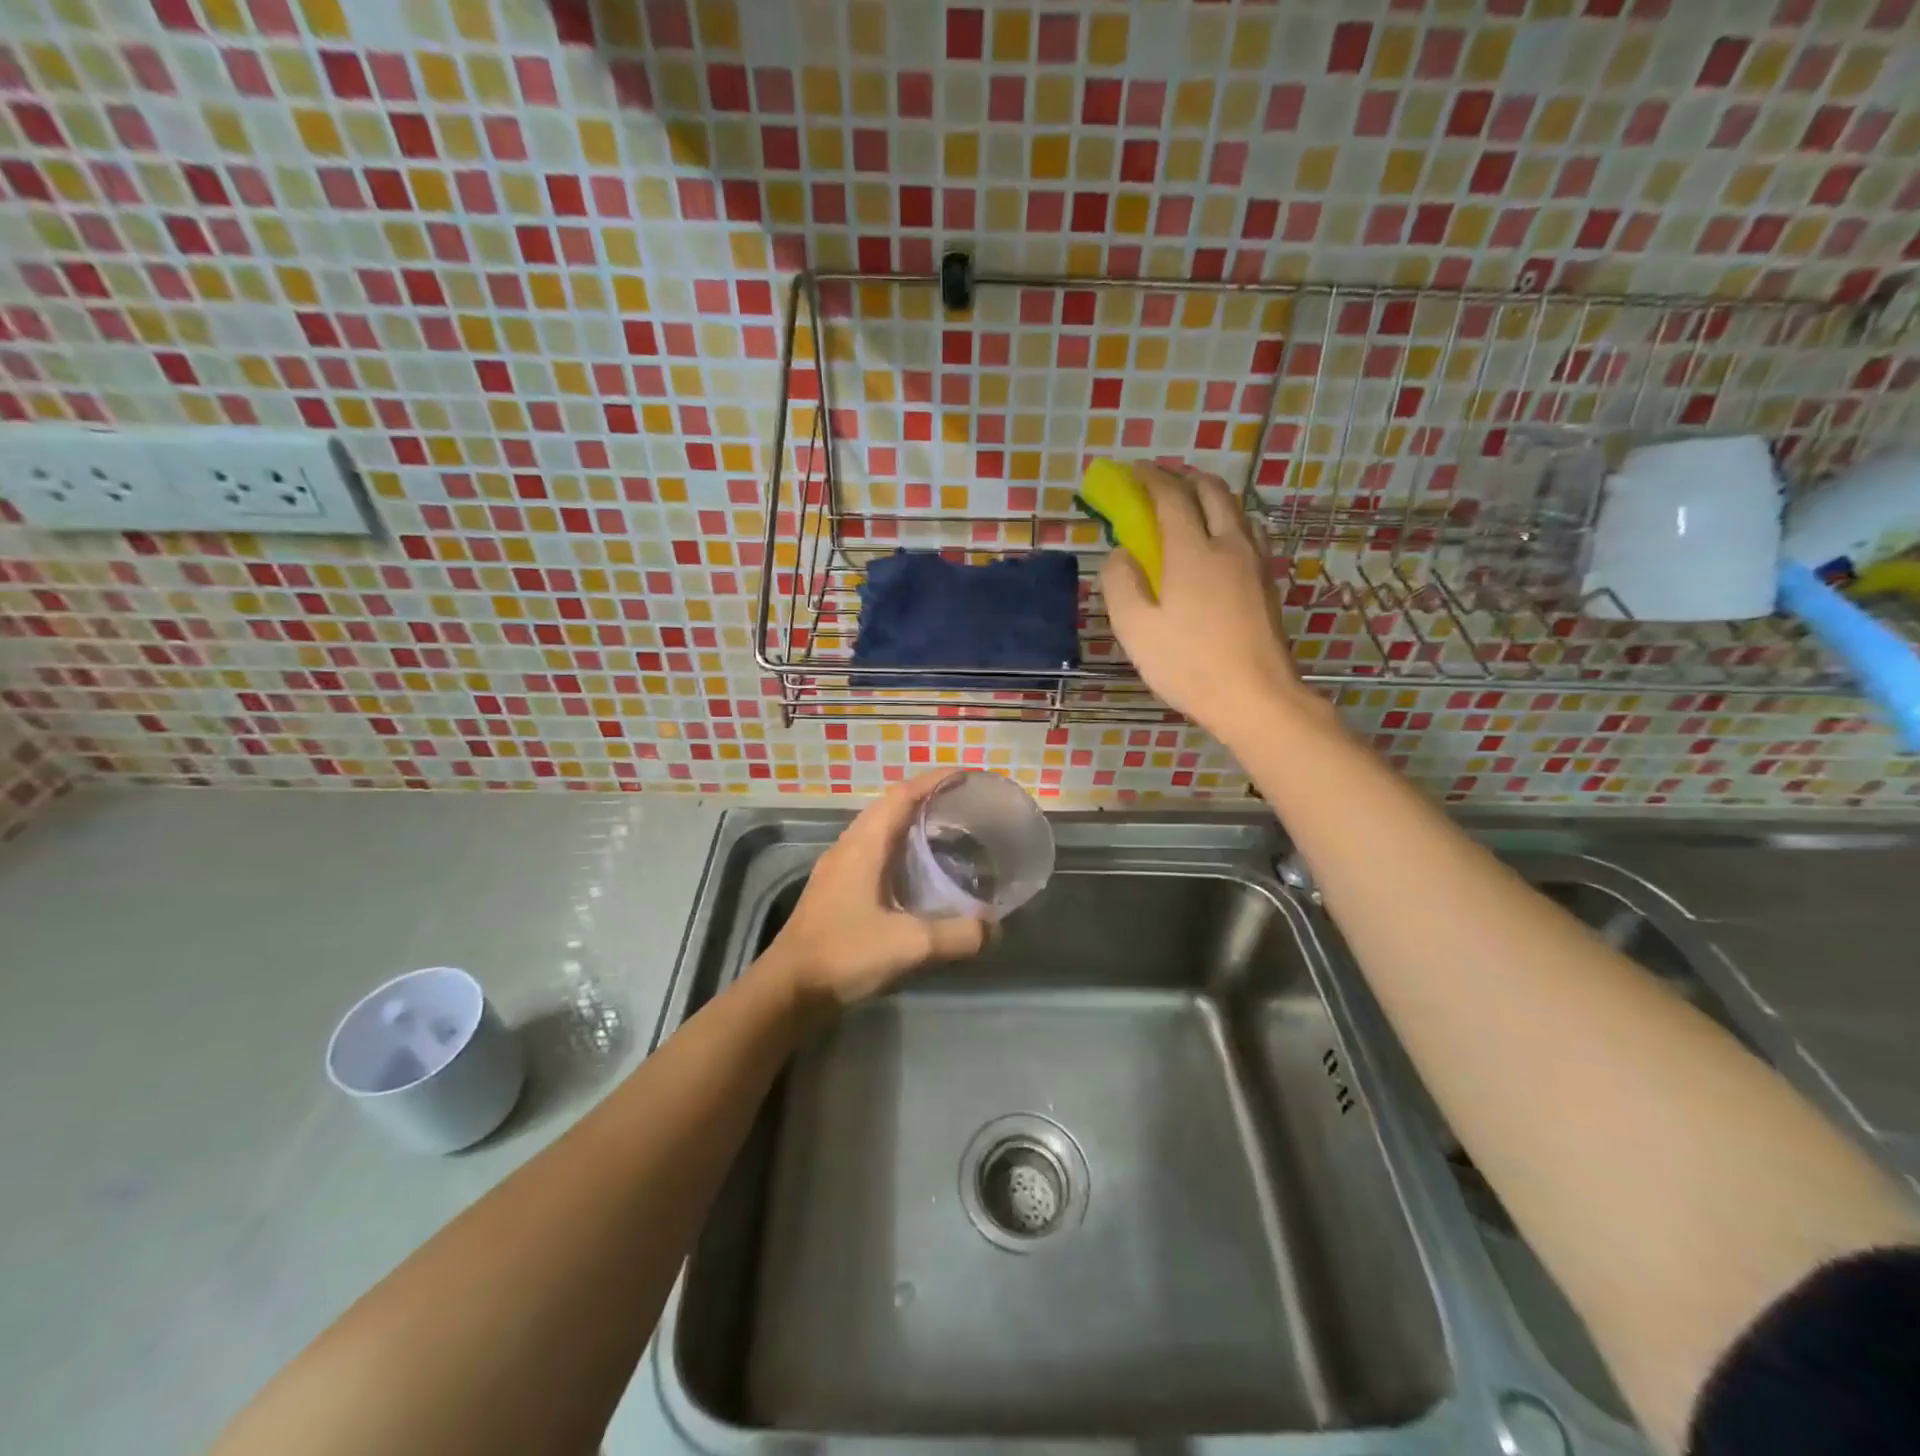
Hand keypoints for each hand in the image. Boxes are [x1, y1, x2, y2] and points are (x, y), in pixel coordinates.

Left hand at [758, 771, 989, 1008]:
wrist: (788, 990)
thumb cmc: (844, 955)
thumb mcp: (909, 945)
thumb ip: (957, 934)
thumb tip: (994, 928)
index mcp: (864, 844)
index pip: (903, 795)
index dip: (935, 780)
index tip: (967, 776)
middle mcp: (849, 846)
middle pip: (890, 807)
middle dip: (927, 799)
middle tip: (965, 807)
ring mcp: (838, 868)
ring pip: (879, 831)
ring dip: (911, 825)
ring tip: (947, 835)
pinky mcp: (835, 889)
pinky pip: (873, 853)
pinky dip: (899, 851)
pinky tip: (917, 875)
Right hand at [1101, 462, 1307, 738]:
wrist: (1255, 696)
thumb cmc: (1188, 664)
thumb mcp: (1135, 628)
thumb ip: (1120, 583)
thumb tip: (1121, 554)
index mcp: (1192, 552)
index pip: (1171, 497)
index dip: (1150, 478)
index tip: (1132, 470)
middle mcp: (1228, 545)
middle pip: (1212, 492)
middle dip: (1185, 477)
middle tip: (1161, 481)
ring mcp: (1254, 563)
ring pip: (1235, 510)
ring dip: (1210, 496)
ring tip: (1189, 505)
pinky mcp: (1267, 583)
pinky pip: (1246, 533)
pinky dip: (1226, 521)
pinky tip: (1217, 542)